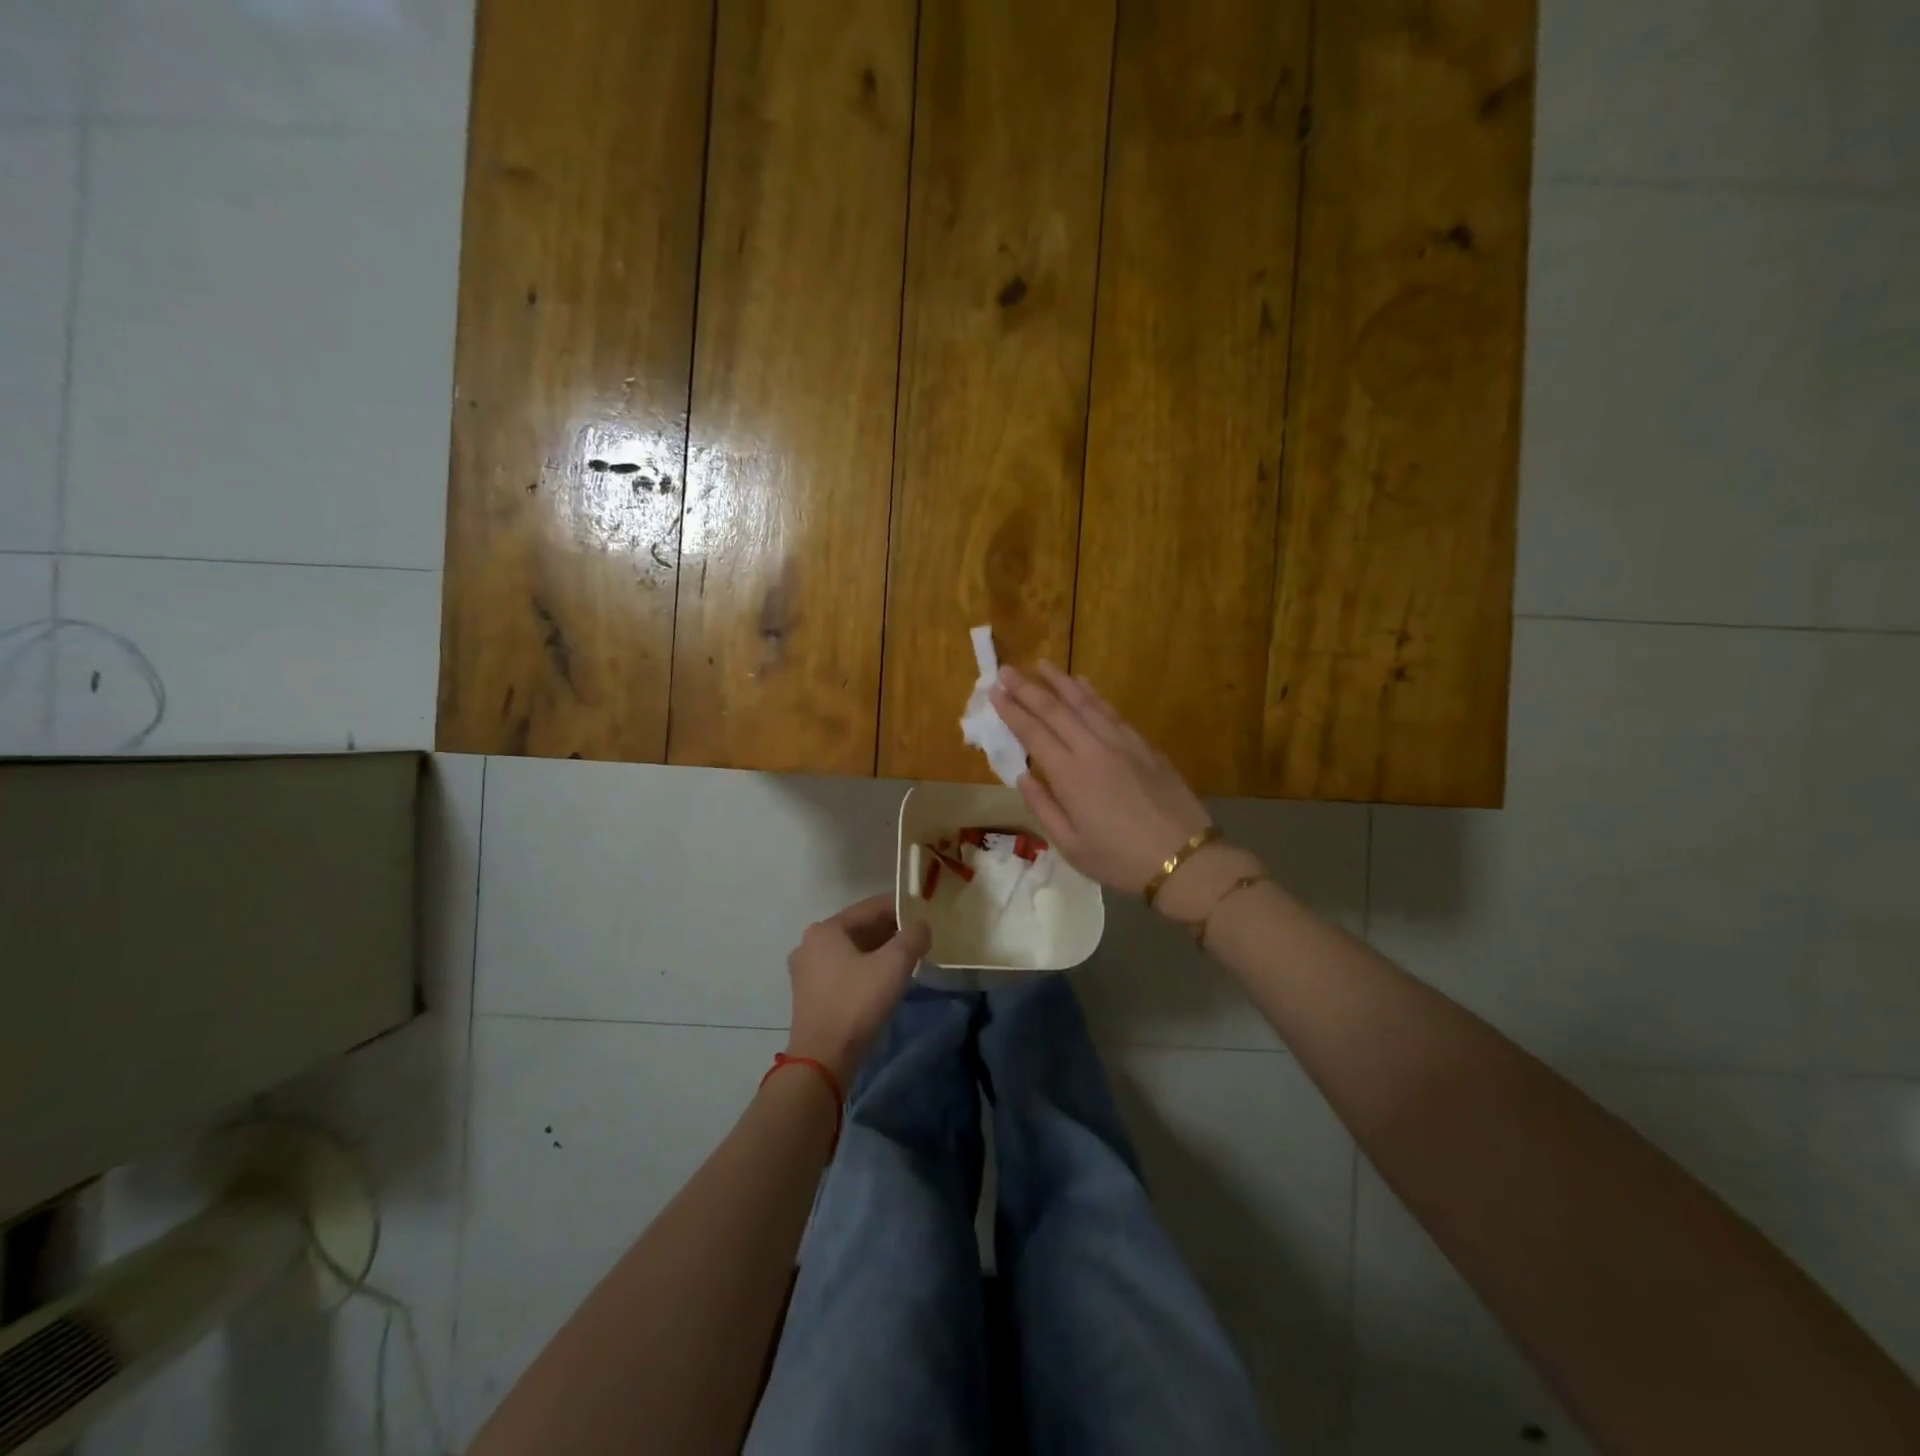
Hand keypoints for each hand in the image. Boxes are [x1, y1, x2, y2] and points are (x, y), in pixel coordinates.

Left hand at [784, 894, 930, 1085]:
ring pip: (852, 950)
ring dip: (880, 951)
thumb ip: (913, 937)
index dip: (901, 907)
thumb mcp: (893, 965)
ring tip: (908, 958)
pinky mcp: (810, 994)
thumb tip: (922, 925)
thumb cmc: (857, 1003)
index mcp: (826, 929)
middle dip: (891, 931)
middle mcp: (811, 943)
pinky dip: (866, 968)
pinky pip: (844, 970)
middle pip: (860, 928)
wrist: (823, 1059)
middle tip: (920, 938)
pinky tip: (886, 979)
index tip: (926, 913)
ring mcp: (806, 970)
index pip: (871, 907)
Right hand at [989, 662, 1217, 895]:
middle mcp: (1093, 749)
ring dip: (1061, 682)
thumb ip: (1043, 807)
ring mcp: (1122, 743)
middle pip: (1055, 710)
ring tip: (1043, 664)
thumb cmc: (1120, 860)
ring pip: (1086, 703)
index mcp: (1070, 775)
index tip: (994, 691)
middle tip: (1007, 670)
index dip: (1012, 710)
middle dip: (1028, 688)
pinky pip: (1111, 711)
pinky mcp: (1144, 746)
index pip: (1033, 733)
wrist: (1183, 858)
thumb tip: (1023, 776)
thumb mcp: (1071, 846)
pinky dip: (1094, 694)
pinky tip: (1084, 684)